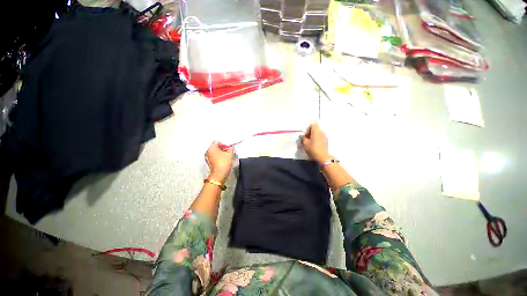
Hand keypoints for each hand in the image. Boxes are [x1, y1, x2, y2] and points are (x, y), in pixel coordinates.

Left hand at [205, 141, 233, 182]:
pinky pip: (215, 157)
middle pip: (216, 147)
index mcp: (211, 148)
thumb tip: (232, 148)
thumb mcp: (229, 154)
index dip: (224, 143)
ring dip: (222, 152)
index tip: (229, 147)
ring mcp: (208, 157)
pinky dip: (220, 157)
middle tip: (230, 151)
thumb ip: (231, 149)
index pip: (217, 142)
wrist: (219, 175)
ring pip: (216, 152)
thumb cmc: (223, 162)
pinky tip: (225, 159)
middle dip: (223, 148)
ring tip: (228, 155)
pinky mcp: (210, 162)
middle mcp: (208, 152)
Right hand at [301, 123, 331, 164]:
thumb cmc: (312, 149)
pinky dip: (316, 139)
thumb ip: (303, 138)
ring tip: (310, 143)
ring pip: (317, 133)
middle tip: (306, 139)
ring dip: (313, 136)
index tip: (306, 135)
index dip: (308, 128)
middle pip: (315, 128)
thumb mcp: (305, 143)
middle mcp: (321, 132)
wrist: (322, 157)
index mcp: (316, 131)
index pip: (312, 124)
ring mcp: (324, 136)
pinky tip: (314, 145)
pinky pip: (320, 137)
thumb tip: (303, 136)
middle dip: (310, 133)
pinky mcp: (326, 141)